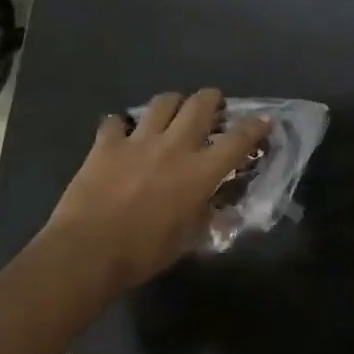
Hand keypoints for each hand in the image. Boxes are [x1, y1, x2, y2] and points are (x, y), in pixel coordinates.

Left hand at [45, 89, 270, 291]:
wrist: (89, 251)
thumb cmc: (145, 252)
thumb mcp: (189, 239)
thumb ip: (205, 214)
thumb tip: (215, 205)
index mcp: (201, 172)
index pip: (238, 140)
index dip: (255, 127)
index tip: (264, 121)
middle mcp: (174, 146)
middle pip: (200, 104)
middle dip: (212, 100)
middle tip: (214, 108)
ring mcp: (138, 141)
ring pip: (162, 102)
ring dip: (173, 103)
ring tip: (172, 113)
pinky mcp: (106, 144)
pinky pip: (116, 121)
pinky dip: (123, 125)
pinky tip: (123, 135)